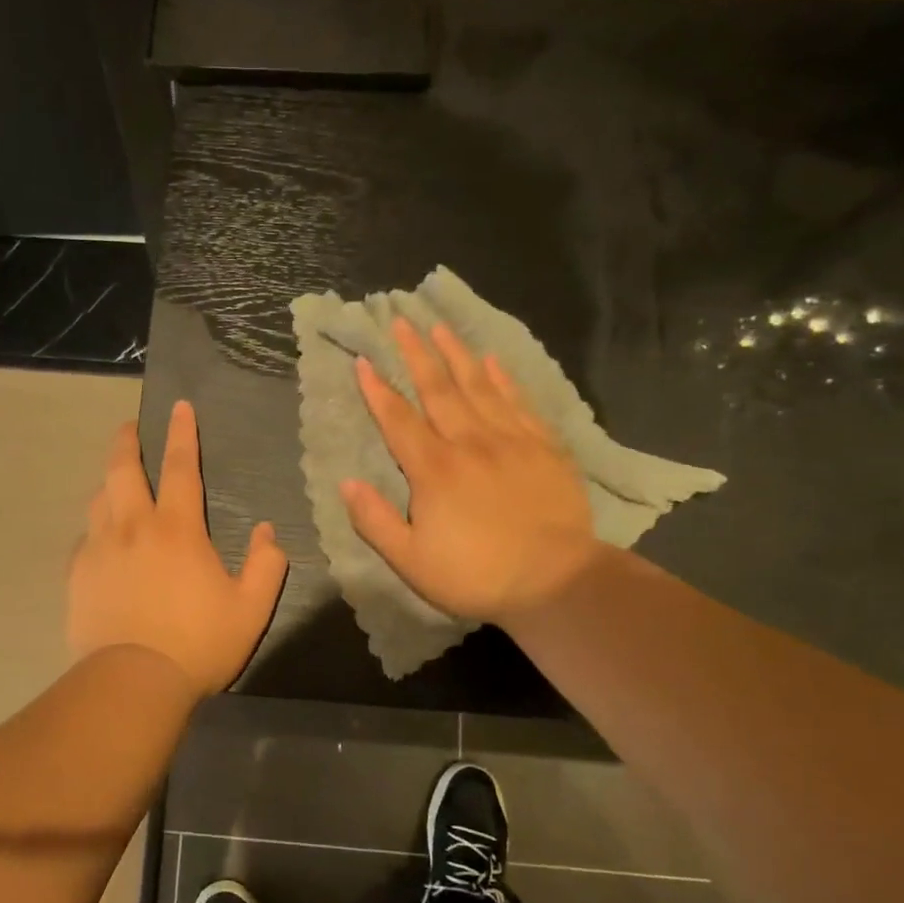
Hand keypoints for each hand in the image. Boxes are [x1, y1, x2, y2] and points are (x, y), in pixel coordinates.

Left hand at [68, 400, 288, 694]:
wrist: (133, 682)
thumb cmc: (198, 643)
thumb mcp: (251, 608)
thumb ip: (266, 565)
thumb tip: (268, 531)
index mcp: (177, 528)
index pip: (180, 466)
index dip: (181, 433)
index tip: (178, 406)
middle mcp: (133, 526)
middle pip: (123, 469)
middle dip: (126, 441)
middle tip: (129, 427)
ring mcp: (99, 549)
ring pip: (99, 500)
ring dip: (109, 483)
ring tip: (115, 482)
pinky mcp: (77, 575)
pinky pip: (83, 540)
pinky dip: (94, 530)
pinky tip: (99, 541)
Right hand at [341, 317, 601, 625]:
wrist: (556, 581)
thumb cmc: (476, 575)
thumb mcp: (411, 561)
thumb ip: (375, 520)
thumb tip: (347, 483)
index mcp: (434, 470)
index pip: (398, 420)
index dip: (377, 390)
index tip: (364, 360)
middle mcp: (470, 443)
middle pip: (438, 389)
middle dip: (416, 353)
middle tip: (401, 321)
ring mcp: (510, 440)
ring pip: (478, 386)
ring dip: (456, 354)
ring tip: (440, 327)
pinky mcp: (544, 447)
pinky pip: (518, 402)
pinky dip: (503, 378)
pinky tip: (492, 360)